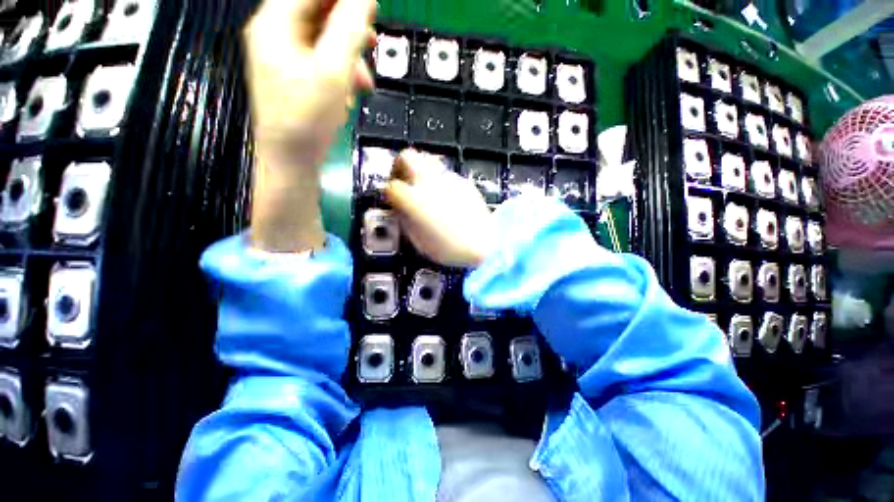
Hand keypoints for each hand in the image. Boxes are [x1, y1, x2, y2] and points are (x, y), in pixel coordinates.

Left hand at [243, 0, 375, 251]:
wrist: (292, 161)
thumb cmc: (308, 118)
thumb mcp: (333, 71)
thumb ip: (349, 28)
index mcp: (275, 23)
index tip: (371, 9)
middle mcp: (275, 34)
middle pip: (317, 13)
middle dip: (349, 30)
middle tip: (372, 45)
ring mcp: (283, 57)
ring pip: (322, 40)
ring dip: (348, 58)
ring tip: (364, 84)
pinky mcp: (293, 77)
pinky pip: (320, 62)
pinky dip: (339, 74)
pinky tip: (347, 95)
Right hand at [386, 150, 495, 267]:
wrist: (482, 245)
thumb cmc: (448, 248)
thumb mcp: (417, 239)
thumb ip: (404, 218)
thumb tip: (399, 207)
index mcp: (413, 199)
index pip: (391, 186)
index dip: (389, 193)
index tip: (393, 200)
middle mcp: (428, 182)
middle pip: (406, 157)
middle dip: (399, 166)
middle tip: (403, 182)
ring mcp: (448, 179)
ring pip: (427, 159)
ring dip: (419, 169)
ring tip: (422, 187)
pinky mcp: (462, 182)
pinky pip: (444, 172)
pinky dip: (437, 179)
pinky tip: (443, 195)